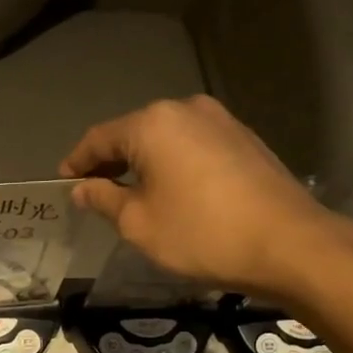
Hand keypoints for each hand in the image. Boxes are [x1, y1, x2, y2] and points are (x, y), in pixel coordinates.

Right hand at [60, 95, 352, 302]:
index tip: (64, 183)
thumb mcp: (138, 223)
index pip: (99, 138)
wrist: (287, 243)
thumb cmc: (200, 234)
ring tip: (131, 194)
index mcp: (152, 124)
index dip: (77, 162)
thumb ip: (104, 199)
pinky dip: (172, 165)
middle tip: (93, 191)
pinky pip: (192, 146)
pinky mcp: (244, 138)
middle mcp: (185, 110)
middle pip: (134, 133)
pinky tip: (171, 191)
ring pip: (165, 139)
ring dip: (143, 163)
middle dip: (110, 161)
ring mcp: (220, 121)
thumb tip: (82, 188)